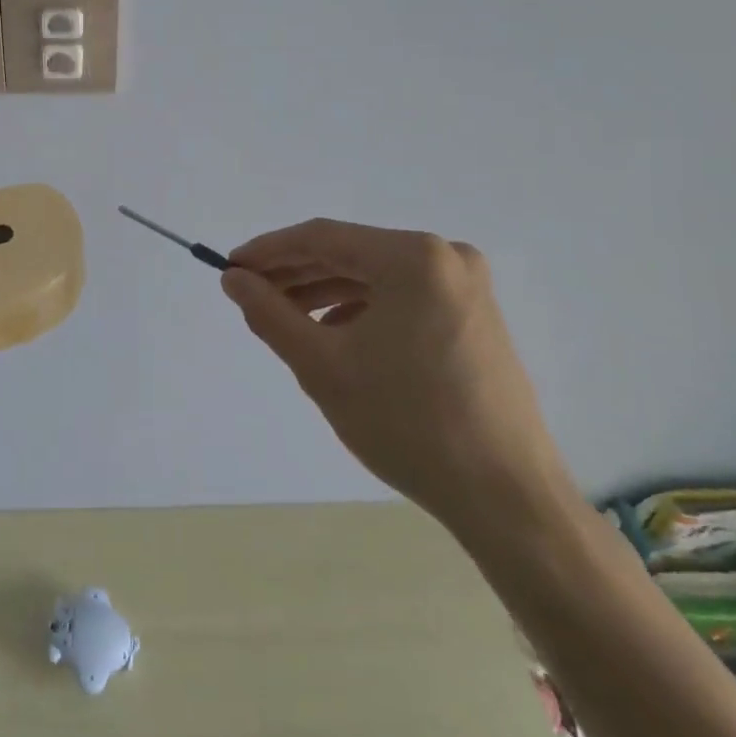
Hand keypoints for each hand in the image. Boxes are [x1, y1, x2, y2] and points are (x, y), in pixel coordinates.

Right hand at [220, 220, 573, 534]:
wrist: (506, 498)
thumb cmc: (407, 423)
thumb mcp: (322, 365)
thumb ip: (270, 313)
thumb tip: (233, 279)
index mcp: (413, 257)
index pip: (322, 238)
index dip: (268, 250)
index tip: (229, 268)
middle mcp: (445, 256)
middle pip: (350, 253)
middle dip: (295, 273)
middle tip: (250, 294)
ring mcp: (466, 286)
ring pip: (374, 276)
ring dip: (324, 292)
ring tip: (283, 317)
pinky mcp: (474, 315)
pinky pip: (401, 296)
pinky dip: (361, 309)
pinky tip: (333, 335)